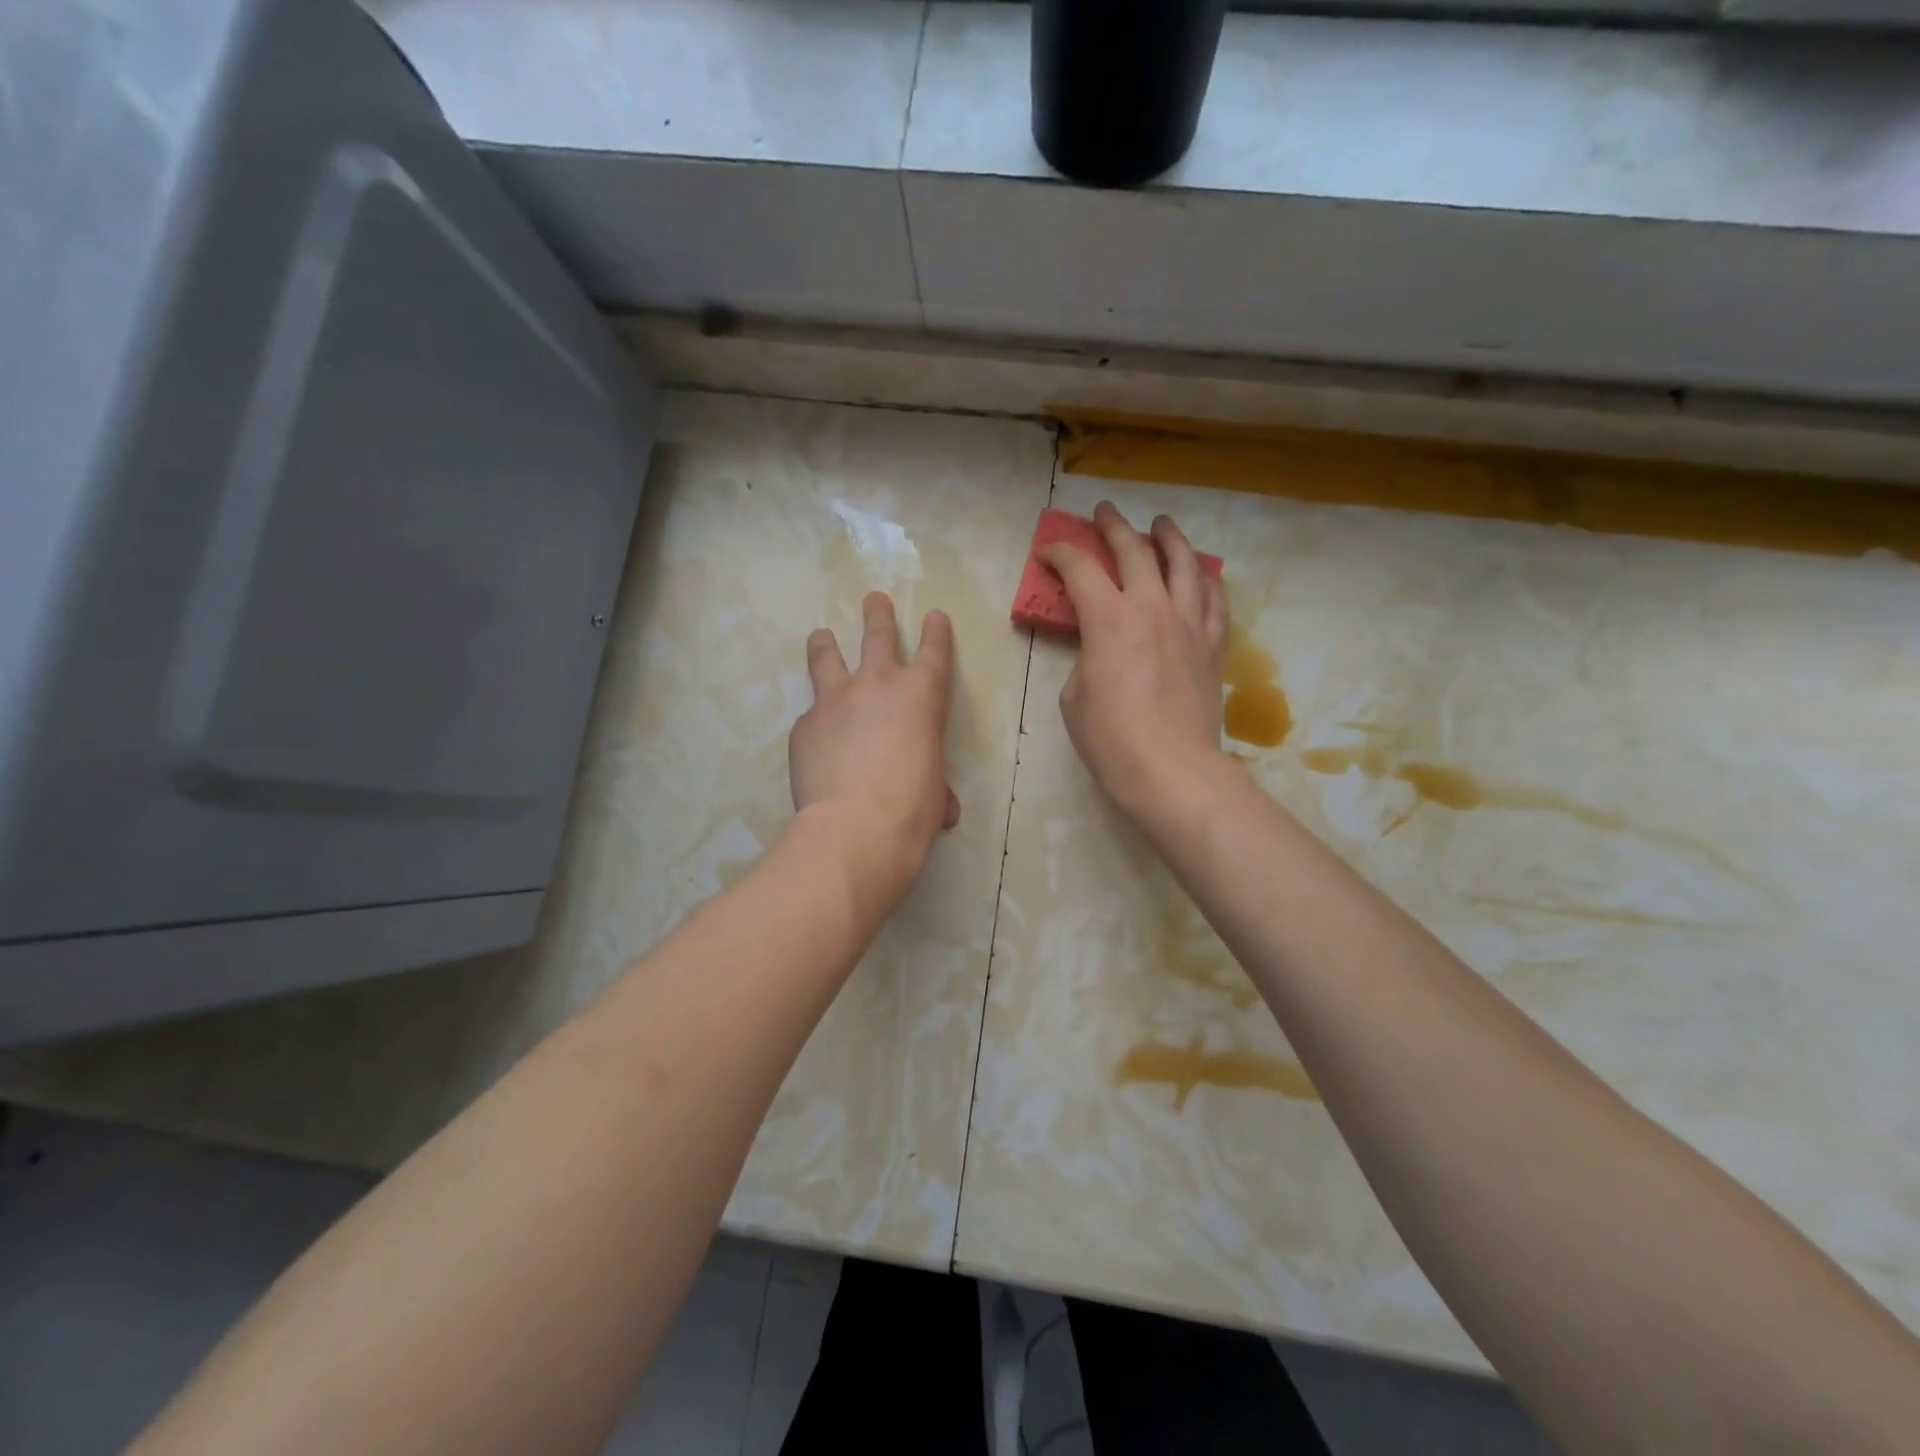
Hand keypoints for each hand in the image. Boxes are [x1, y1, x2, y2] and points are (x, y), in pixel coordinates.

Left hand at [790, 592, 960, 895]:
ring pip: (827, 656)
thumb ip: (935, 784)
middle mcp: (877, 684)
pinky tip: (815, 738)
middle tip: (874, 600)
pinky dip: (816, 720)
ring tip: (821, 636)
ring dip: (825, 643)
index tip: (934, 616)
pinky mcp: (803, 725)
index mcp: (922, 695)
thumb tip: (941, 807)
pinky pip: (810, 714)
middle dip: (877, 614)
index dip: (936, 631)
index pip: (934, 650)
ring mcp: (834, 700)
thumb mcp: (936, 792)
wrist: (856, 827)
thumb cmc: (913, 808)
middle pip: (877, 634)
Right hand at [1042, 502, 1229, 829]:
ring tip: (1162, 524)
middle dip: (1114, 526)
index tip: (1048, 551)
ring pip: (1184, 563)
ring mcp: (1188, 623)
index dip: (1060, 554)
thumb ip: (1085, 658)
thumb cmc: (1110, 738)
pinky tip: (1201, 573)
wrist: (1171, 769)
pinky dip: (1205, 579)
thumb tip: (1100, 650)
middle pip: (1134, 551)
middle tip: (1104, 512)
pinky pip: (1214, 599)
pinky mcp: (1212, 645)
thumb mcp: (1074, 696)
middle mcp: (1151, 607)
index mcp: (1108, 618)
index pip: (1080, 569)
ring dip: (1169, 537)